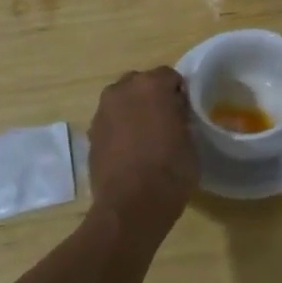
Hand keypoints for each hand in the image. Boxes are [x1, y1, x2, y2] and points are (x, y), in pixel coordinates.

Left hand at [88, 68, 197, 246]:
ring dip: (133, 112)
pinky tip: (130, 151)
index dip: (179, 93)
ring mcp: (102, 112)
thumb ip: (181, 118)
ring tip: (146, 137)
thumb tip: (175, 116)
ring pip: (122, 102)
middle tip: (166, 120)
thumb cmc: (170, 170)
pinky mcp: (91, 134)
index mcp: (152, 86)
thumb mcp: (190, 140)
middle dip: (152, 97)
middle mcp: (122, 91)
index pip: (170, 76)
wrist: (131, 206)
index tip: (185, 111)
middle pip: (141, 84)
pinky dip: (120, 129)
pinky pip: (111, 122)